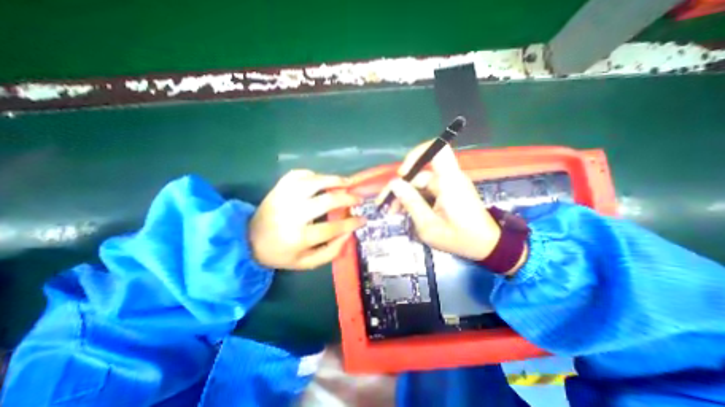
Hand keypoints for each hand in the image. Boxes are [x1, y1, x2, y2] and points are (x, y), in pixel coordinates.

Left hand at [250, 168, 365, 269]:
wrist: (248, 240)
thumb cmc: (281, 253)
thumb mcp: (307, 263)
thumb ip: (331, 251)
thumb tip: (349, 233)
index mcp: (299, 237)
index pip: (333, 228)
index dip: (352, 223)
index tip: (363, 220)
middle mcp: (292, 214)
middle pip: (327, 200)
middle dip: (348, 198)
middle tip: (358, 199)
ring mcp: (284, 197)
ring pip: (314, 181)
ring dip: (334, 180)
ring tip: (347, 183)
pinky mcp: (278, 187)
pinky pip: (298, 174)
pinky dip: (313, 174)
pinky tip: (321, 180)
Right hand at [377, 139, 502, 260]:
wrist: (486, 246)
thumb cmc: (459, 238)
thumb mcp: (429, 226)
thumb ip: (411, 203)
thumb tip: (394, 184)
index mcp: (450, 182)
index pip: (438, 150)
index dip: (417, 154)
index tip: (401, 173)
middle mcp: (450, 178)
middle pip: (419, 172)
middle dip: (400, 187)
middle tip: (384, 204)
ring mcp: (449, 184)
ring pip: (420, 183)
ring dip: (405, 195)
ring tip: (393, 211)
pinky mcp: (448, 191)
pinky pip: (426, 189)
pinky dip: (414, 198)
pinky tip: (405, 210)